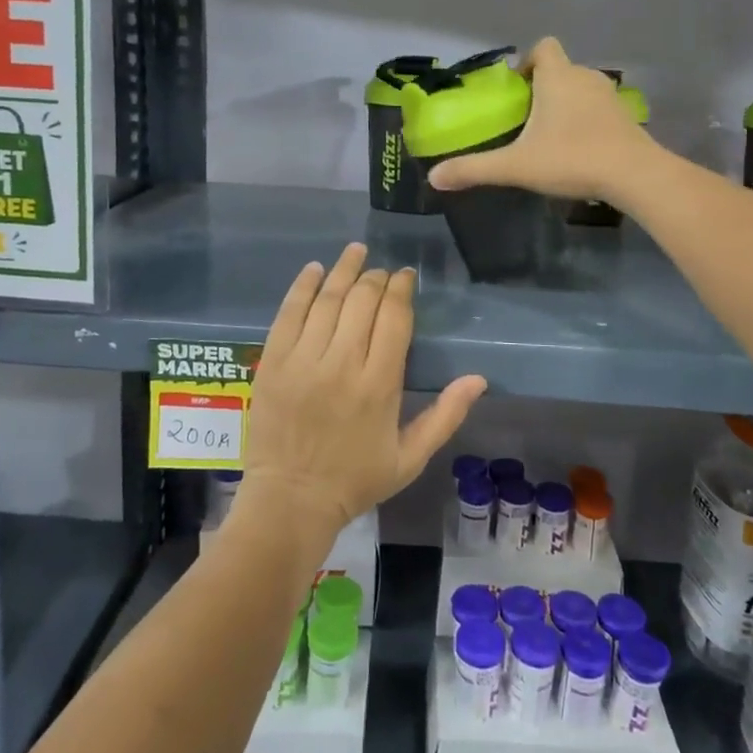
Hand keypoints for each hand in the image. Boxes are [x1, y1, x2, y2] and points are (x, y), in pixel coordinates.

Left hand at [239, 243, 486, 536]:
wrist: (290, 500)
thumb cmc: (355, 480)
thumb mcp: (410, 458)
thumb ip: (446, 416)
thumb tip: (479, 379)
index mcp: (379, 385)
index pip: (394, 318)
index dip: (401, 289)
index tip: (406, 276)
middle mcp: (341, 364)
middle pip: (362, 301)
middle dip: (376, 278)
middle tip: (382, 271)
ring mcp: (303, 361)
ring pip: (327, 300)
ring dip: (344, 271)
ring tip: (356, 252)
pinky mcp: (272, 362)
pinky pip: (288, 313)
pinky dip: (303, 287)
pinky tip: (316, 270)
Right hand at [424, 37, 654, 202]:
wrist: (634, 175)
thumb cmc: (572, 159)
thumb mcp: (517, 166)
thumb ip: (475, 169)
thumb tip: (435, 177)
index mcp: (558, 77)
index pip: (543, 47)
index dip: (528, 61)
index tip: (517, 89)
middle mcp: (585, 77)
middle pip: (561, 69)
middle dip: (543, 88)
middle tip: (526, 119)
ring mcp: (610, 96)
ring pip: (581, 89)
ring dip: (566, 104)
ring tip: (550, 136)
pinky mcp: (626, 117)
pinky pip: (599, 108)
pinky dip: (587, 120)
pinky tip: (578, 149)